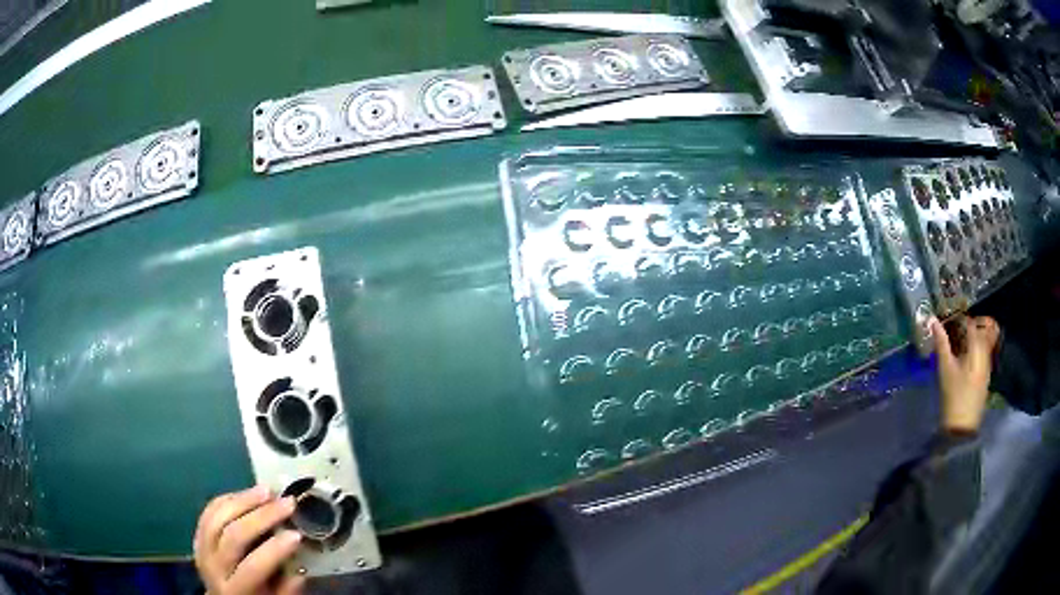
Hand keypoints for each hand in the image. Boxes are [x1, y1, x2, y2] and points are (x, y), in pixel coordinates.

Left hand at [194, 486, 305, 594]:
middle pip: (233, 535)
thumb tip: (300, 572)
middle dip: (263, 516)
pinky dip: (229, 499)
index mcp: (233, 590)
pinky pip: (210, 511)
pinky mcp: (197, 534)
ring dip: (244, 500)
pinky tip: (247, 494)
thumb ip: (285, 590)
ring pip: (218, 516)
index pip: (253, 567)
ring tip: (267, 490)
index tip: (297, 534)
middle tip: (287, 503)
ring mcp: (201, 548)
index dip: (275, 550)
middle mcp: (212, 567)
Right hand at [931, 316, 999, 433]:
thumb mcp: (945, 369)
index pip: (970, 322)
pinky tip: (961, 361)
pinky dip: (971, 351)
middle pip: (978, 329)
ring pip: (980, 342)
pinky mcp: (984, 375)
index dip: (958, 318)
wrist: (962, 428)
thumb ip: (941, 343)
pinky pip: (980, 354)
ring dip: (968, 340)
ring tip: (954, 346)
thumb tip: (932, 319)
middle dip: (965, 328)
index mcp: (978, 346)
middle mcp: (986, 351)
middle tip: (950, 332)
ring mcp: (987, 364)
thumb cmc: (954, 396)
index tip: (946, 320)